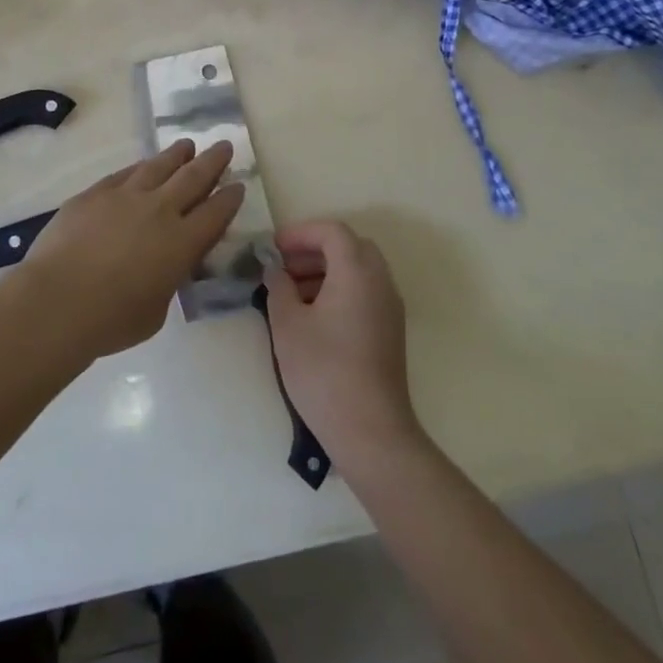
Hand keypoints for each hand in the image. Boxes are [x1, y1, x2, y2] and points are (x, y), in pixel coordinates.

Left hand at [16, 139, 244, 359]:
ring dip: (176, 155)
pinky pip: (123, 173)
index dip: (230, 198)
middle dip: (213, 161)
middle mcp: (159, 210)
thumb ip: (168, 280)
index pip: (215, 213)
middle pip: (193, 177)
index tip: (238, 185)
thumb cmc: (111, 320)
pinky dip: (139, 167)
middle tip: (224, 145)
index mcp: (182, 242)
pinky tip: (142, 165)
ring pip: (158, 166)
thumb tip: (165, 267)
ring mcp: (124, 196)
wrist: (57, 301)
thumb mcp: (156, 310)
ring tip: (187, 145)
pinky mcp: (94, 194)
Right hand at [262, 220, 420, 465]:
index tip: (272, 249)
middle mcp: (380, 281)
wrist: (370, 431)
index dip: (300, 233)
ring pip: (358, 270)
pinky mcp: (390, 330)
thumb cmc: (324, 371)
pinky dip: (339, 289)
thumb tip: (275, 269)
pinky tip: (313, 316)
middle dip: (313, 250)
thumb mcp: (287, 325)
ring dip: (326, 270)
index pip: (332, 231)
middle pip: (349, 246)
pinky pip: (365, 292)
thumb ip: (278, 287)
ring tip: (291, 293)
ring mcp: (389, 307)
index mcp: (357, 271)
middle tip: (283, 267)